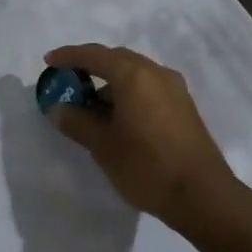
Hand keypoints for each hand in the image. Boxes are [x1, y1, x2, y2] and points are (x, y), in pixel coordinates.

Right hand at [43, 44, 243, 231]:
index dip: (68, 56)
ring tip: (90, 105)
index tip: (48, 62)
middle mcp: (156, 73)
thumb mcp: (102, 146)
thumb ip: (76, 121)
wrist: (203, 197)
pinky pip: (148, 87)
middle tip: (68, 81)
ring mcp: (174, 89)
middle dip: (90, 65)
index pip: (94, 55)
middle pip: (116, 58)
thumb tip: (57, 108)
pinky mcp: (183, 107)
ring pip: (134, 73)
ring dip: (110, 81)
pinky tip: (117, 117)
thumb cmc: (146, 166)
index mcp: (134, 75)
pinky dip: (127, 92)